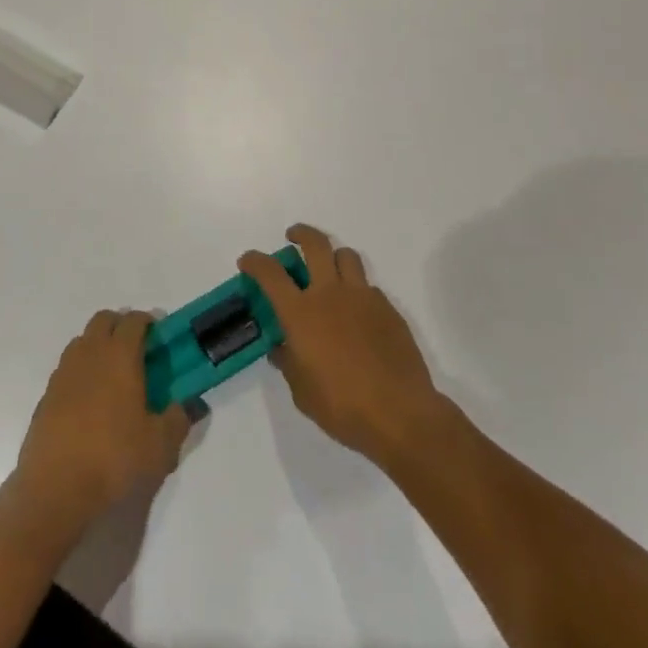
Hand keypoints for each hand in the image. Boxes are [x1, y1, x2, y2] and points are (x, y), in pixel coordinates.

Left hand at [12, 310, 189, 533]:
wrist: (55, 487)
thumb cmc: (114, 458)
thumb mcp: (159, 445)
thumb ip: (179, 419)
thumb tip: (191, 404)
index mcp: (120, 355)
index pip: (134, 321)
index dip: (148, 322)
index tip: (158, 337)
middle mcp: (90, 353)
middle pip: (104, 320)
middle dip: (121, 326)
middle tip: (137, 351)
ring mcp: (64, 371)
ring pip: (83, 340)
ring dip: (98, 345)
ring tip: (113, 375)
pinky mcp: (47, 394)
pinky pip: (68, 367)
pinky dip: (81, 371)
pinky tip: (89, 401)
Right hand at [241, 225, 443, 465]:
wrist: (400, 414)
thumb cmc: (342, 406)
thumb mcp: (302, 392)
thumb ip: (289, 363)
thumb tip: (282, 349)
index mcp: (301, 313)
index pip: (270, 273)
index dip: (255, 261)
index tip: (247, 261)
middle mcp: (330, 294)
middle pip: (315, 244)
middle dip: (301, 233)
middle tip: (293, 237)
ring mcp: (362, 297)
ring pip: (346, 255)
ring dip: (333, 256)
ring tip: (330, 270)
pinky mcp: (388, 309)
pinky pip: (369, 287)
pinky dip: (358, 291)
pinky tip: (358, 314)